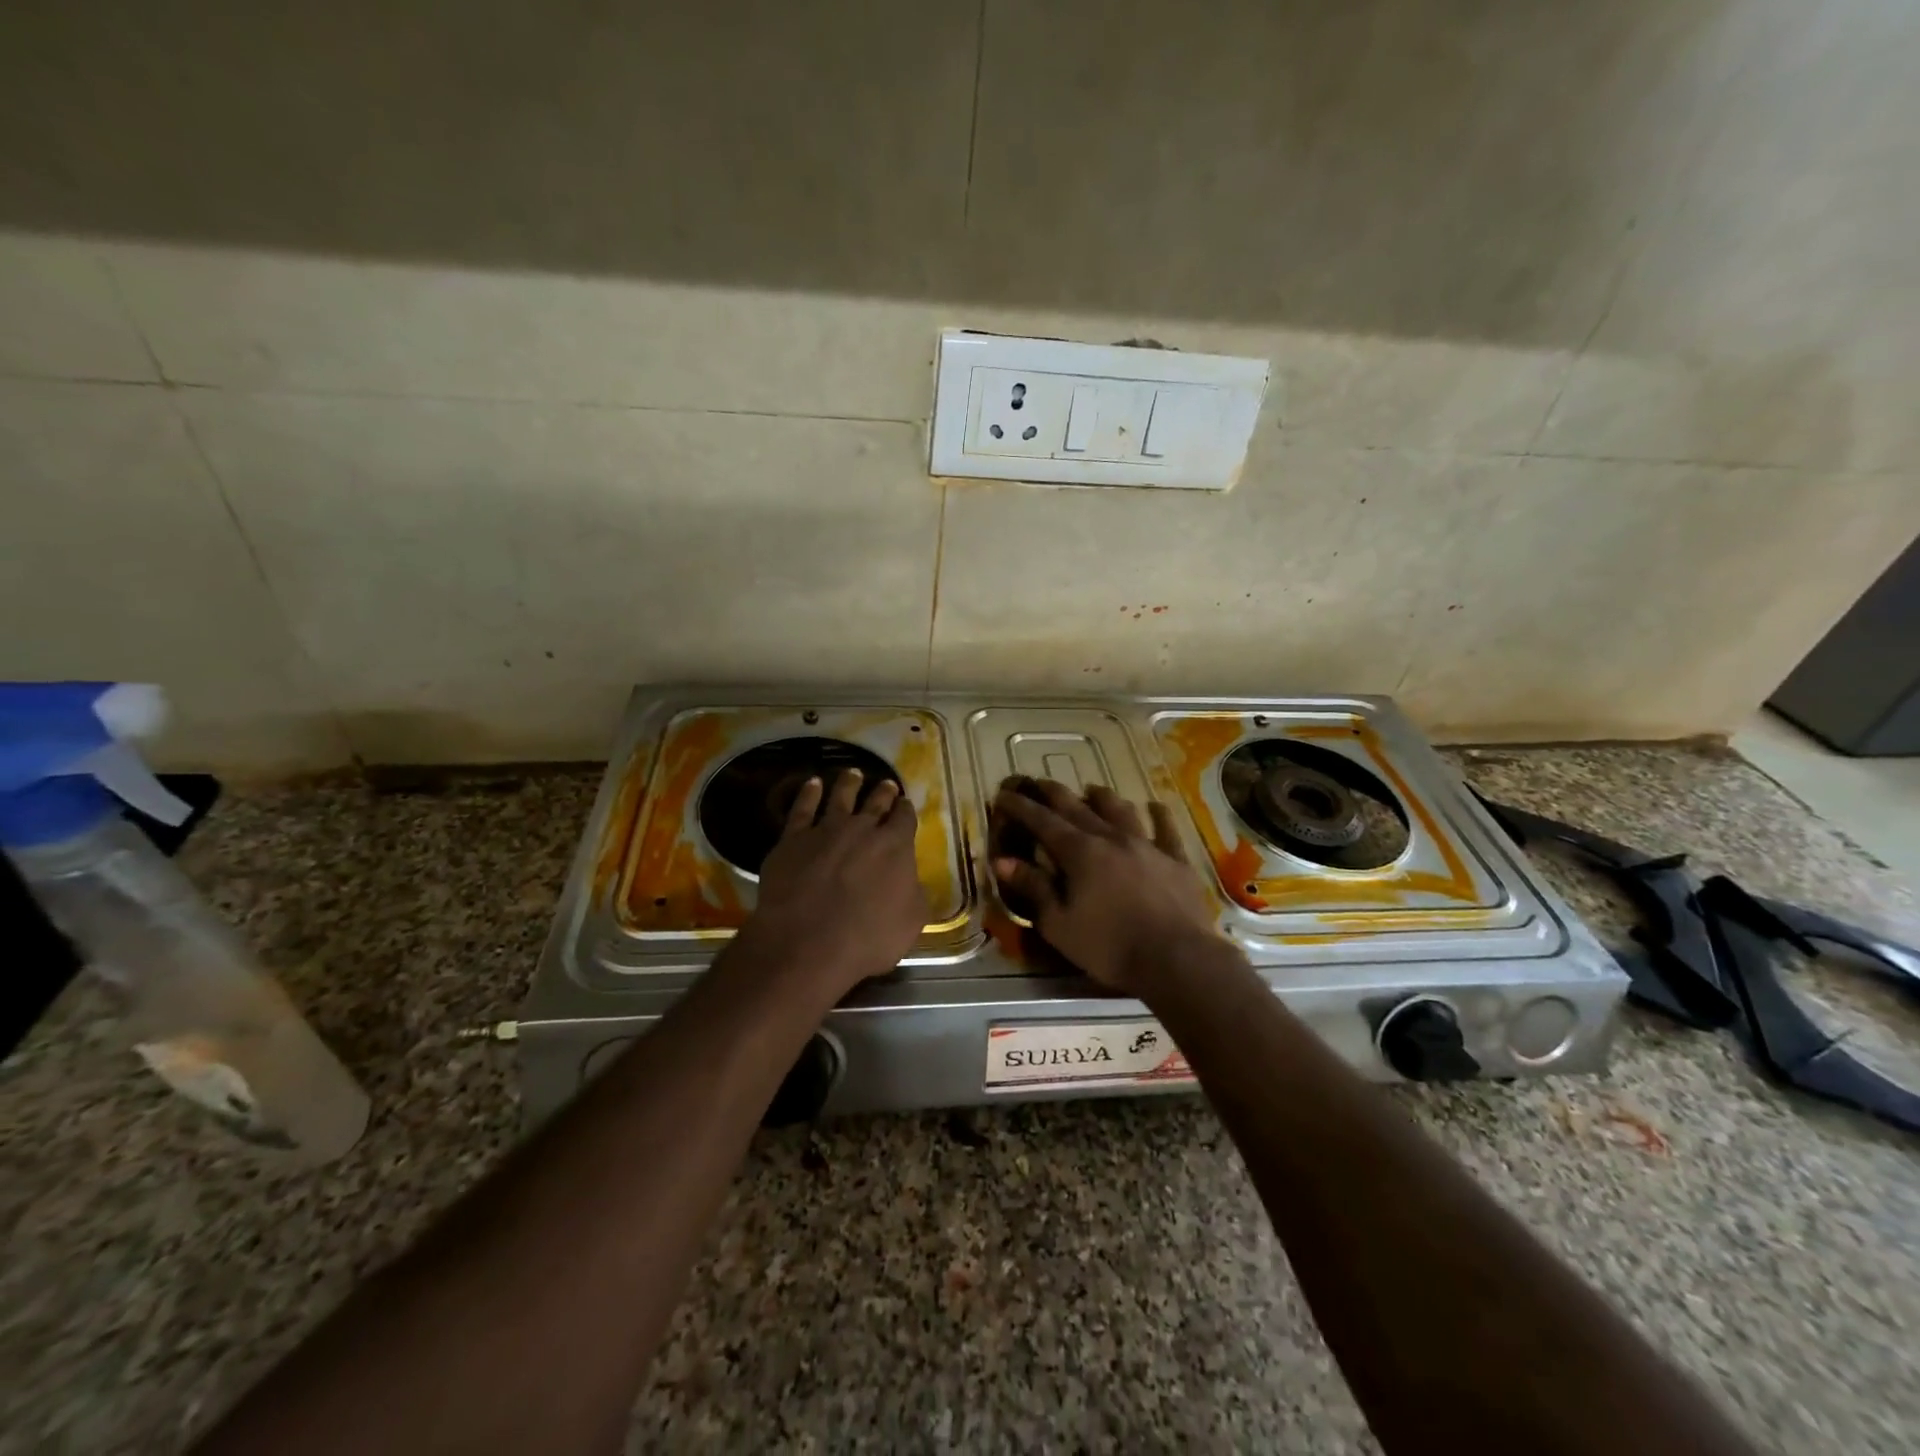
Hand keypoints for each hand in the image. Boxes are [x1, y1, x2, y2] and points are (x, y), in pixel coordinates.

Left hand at [746, 768, 926, 1000]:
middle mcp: (862, 829)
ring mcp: (825, 830)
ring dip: (849, 783)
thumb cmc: (867, 938)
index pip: (905, 819)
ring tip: (853, 773)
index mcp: (895, 846)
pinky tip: (812, 784)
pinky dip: (808, 793)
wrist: (807, 942)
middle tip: (886, 784)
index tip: (905, 805)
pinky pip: (802, 809)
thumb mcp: (911, 922)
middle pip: (876, 803)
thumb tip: (912, 882)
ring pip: (840, 797)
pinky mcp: (793, 839)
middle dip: (883, 792)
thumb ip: (915, 894)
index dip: (906, 811)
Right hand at [991, 780, 1221, 996]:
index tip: (1004, 794)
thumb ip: (1033, 888)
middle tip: (1040, 782)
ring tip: (1093, 789)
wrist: (1177, 958)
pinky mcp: (1176, 860)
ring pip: (1121, 811)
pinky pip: (1167, 830)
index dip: (1021, 807)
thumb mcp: (1059, 924)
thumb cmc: (1110, 946)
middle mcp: (1112, 838)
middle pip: (1078, 808)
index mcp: (1080, 853)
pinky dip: (1159, 815)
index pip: (1043, 822)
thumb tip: (1002, 861)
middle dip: (1055, 793)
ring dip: (1103, 798)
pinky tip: (1156, 806)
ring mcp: (1147, 845)